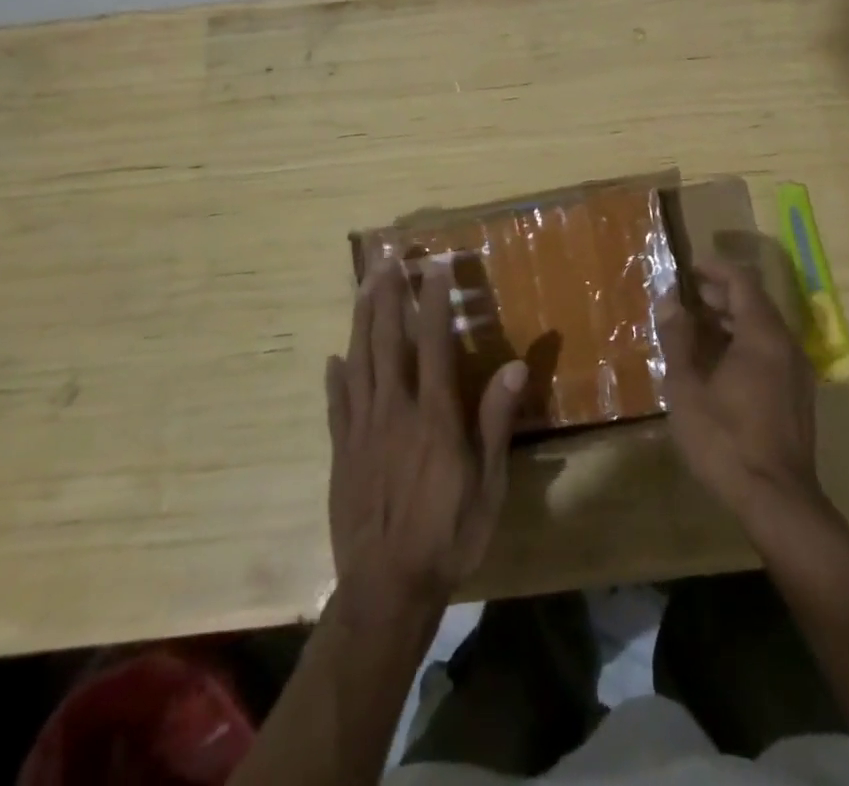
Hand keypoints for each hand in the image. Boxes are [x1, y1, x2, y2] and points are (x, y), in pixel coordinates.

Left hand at [325, 259, 526, 608]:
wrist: (386, 589)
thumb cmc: (448, 534)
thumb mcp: (487, 484)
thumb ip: (495, 422)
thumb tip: (515, 366)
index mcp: (434, 416)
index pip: (434, 343)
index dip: (433, 301)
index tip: (433, 266)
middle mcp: (394, 411)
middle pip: (388, 341)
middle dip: (388, 297)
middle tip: (387, 260)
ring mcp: (362, 430)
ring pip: (359, 362)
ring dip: (361, 321)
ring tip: (363, 286)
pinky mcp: (340, 452)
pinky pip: (337, 405)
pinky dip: (336, 377)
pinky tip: (334, 358)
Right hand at [656, 260, 823, 532]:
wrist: (777, 501)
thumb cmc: (725, 439)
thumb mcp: (687, 387)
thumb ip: (678, 339)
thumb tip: (669, 300)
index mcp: (762, 335)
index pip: (742, 282)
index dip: (714, 269)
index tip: (688, 268)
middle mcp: (786, 345)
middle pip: (755, 303)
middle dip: (720, 295)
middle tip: (686, 299)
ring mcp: (797, 371)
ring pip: (764, 329)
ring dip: (731, 321)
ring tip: (696, 329)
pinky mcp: (798, 396)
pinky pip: (771, 352)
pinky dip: (744, 344)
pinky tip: (718, 364)